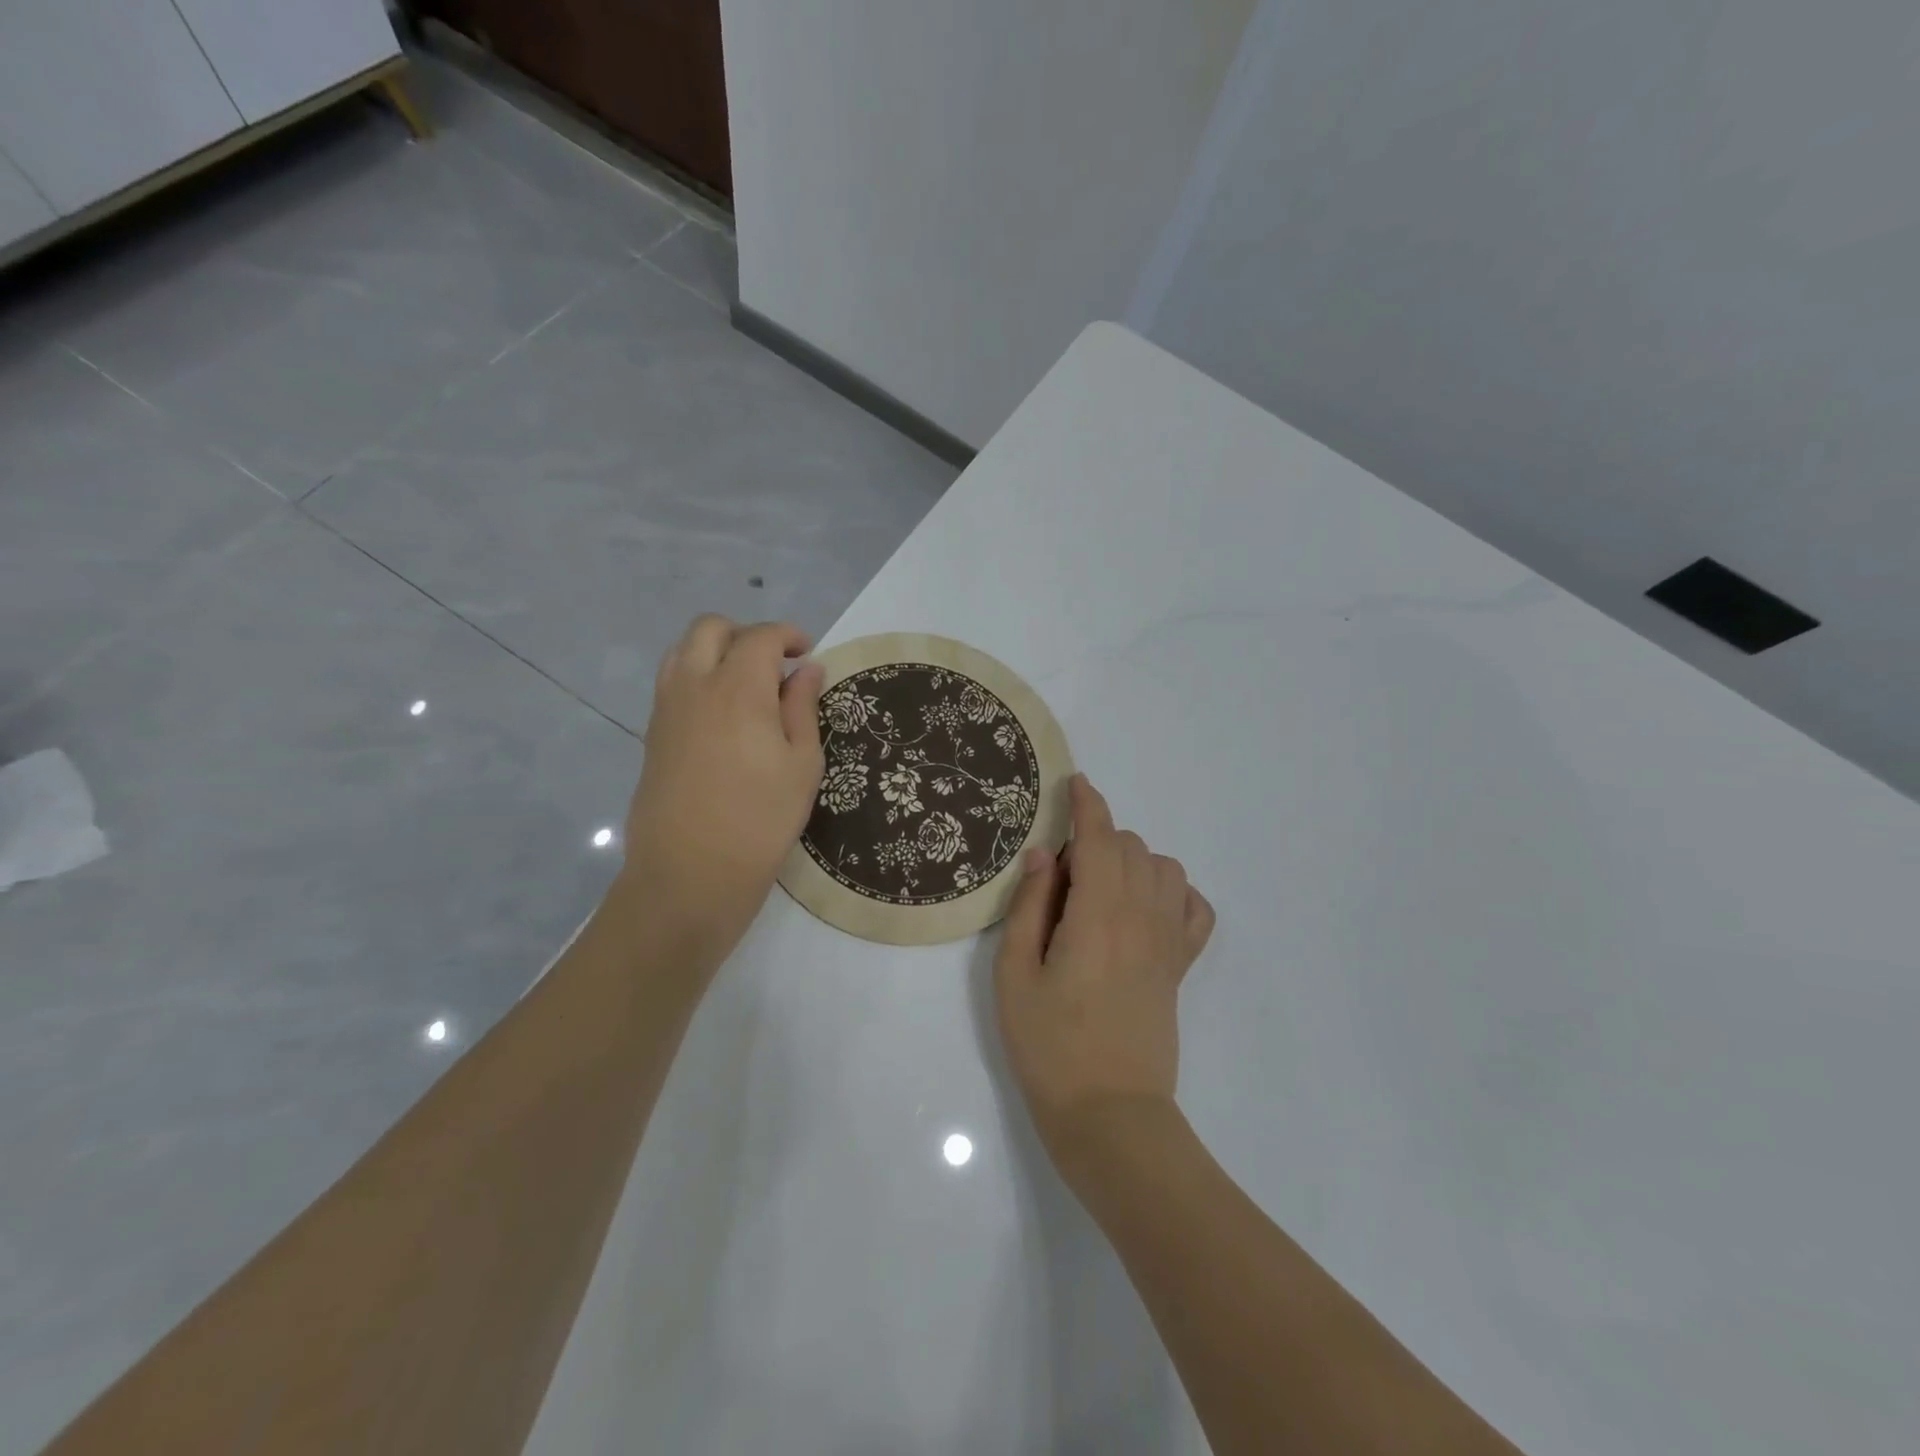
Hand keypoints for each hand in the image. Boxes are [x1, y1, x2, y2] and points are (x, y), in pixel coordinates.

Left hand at [615, 615, 824, 956]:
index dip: (789, 636)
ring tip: (747, 685)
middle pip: (711, 628)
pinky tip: (724, 715)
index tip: (808, 653)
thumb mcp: (802, 765)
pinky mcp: (653, 733)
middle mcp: (695, 685)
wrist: (691, 873)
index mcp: (738, 687)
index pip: (761, 637)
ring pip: (683, 650)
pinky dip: (698, 676)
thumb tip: (807, 670)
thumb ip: (803, 708)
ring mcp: (666, 708)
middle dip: (747, 634)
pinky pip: (672, 682)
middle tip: (776, 664)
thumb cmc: (761, 820)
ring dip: (716, 651)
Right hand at [994, 775, 1215, 1169]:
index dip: (1087, 804)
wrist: (1109, 1114)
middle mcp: (1141, 917)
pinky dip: (1173, 891)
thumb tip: (1043, 854)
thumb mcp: (1014, 975)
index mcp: (1097, 915)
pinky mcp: (1180, 966)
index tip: (1075, 783)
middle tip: (1060, 876)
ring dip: (1132, 859)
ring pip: (1164, 867)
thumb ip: (1029, 906)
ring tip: (1100, 889)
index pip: (1098, 839)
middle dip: (1096, 838)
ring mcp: (1167, 942)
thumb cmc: (1049, 1046)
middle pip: (1130, 847)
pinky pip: (1194, 908)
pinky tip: (1146, 907)